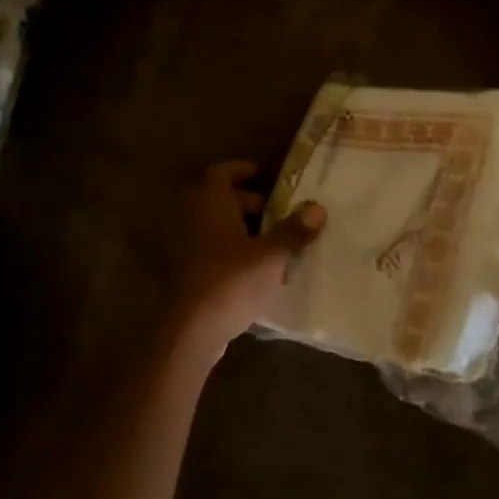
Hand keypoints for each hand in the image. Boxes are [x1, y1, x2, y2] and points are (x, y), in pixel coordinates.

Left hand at [164, 160, 325, 358]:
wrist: (192, 328)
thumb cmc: (232, 280)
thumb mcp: (272, 255)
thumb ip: (294, 230)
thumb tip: (317, 208)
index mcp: (209, 200)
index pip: (222, 171)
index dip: (244, 170)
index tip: (267, 178)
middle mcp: (190, 215)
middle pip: (217, 196)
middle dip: (247, 201)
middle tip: (276, 212)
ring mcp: (182, 242)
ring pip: (212, 222)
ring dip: (237, 225)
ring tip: (269, 239)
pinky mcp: (182, 268)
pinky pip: (206, 245)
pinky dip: (226, 246)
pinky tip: (252, 265)